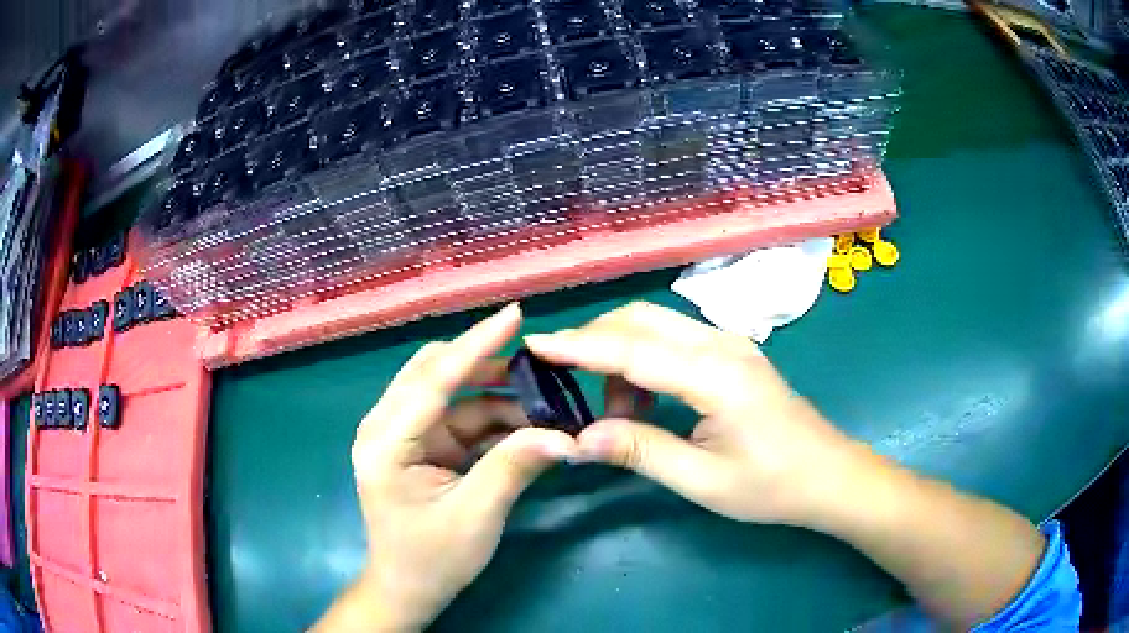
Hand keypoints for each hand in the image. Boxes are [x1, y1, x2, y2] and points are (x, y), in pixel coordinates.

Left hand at [316, 303, 577, 631]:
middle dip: (487, 364)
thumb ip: (515, 467)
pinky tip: (526, 424)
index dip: (477, 345)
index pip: (434, 380)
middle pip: (435, 373)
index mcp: (386, 442)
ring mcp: (403, 434)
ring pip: (451, 393)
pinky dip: (492, 418)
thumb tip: (564, 434)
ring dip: (496, 394)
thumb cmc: (432, 559)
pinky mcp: (420, 445)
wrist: (408, 589)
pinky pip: (458, 417)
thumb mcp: (477, 516)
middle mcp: (386, 427)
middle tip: (539, 364)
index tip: (516, 314)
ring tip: (544, 401)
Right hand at [525, 301, 862, 526]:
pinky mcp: (735, 354)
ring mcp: (732, 344)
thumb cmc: (771, 487)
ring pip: (658, 325)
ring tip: (617, 412)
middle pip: (642, 320)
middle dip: (595, 342)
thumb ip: (640, 451)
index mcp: (715, 375)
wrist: (829, 476)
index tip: (535, 344)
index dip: (578, 346)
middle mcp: (722, 345)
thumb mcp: (702, 480)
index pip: (631, 350)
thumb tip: (579, 439)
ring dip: (622, 354)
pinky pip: (677, 340)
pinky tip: (647, 399)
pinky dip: (647, 359)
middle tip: (564, 382)